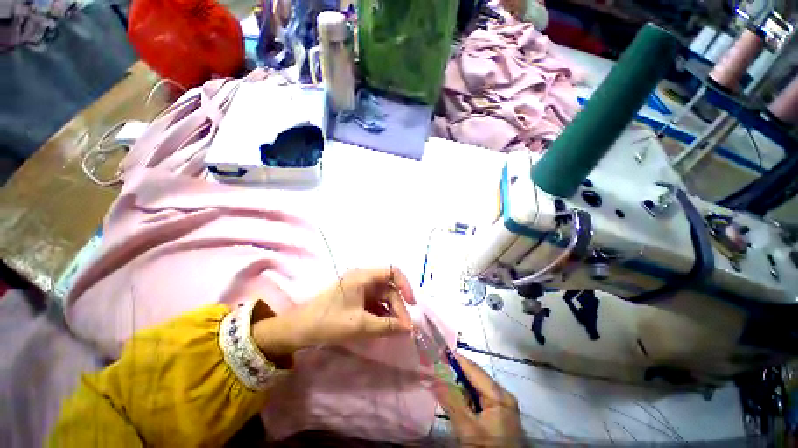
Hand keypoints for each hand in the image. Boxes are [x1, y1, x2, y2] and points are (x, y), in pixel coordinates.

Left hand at [253, 267, 415, 356]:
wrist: (299, 329)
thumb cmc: (328, 322)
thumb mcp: (360, 325)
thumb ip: (387, 326)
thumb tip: (409, 329)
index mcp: (363, 276)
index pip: (392, 271)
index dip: (405, 285)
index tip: (412, 304)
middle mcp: (363, 278)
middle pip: (389, 287)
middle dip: (398, 306)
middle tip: (404, 328)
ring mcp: (359, 288)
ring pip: (383, 296)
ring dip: (391, 311)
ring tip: (397, 329)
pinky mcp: (356, 297)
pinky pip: (375, 303)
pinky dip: (382, 313)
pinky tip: (385, 326)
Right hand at [434, 354, 523, 447]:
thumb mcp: (467, 429)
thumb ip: (450, 401)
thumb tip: (433, 377)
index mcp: (499, 395)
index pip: (474, 369)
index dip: (456, 360)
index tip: (438, 353)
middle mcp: (503, 395)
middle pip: (475, 377)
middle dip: (456, 374)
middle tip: (437, 370)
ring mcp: (502, 405)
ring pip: (476, 388)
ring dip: (460, 387)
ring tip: (443, 383)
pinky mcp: (499, 414)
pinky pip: (480, 399)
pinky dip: (467, 398)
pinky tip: (457, 401)